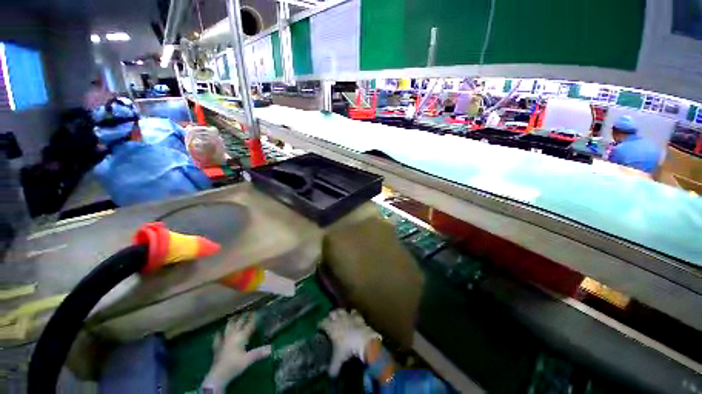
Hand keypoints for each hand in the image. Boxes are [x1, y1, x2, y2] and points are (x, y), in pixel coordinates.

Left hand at [201, 313, 270, 391]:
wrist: (217, 376)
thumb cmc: (234, 365)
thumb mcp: (248, 359)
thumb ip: (259, 353)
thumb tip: (271, 347)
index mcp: (241, 336)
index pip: (249, 325)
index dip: (254, 318)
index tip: (257, 311)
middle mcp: (232, 335)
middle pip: (239, 323)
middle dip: (244, 317)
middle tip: (248, 311)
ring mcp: (223, 340)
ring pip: (228, 327)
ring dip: (232, 321)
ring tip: (235, 316)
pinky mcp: (217, 347)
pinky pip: (218, 337)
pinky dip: (219, 333)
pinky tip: (219, 332)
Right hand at [319, 309, 381, 376]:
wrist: (362, 339)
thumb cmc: (347, 348)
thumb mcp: (338, 359)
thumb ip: (333, 367)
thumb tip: (330, 375)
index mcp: (331, 327)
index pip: (323, 323)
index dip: (320, 324)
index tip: (319, 327)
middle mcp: (338, 319)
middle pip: (332, 313)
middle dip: (331, 316)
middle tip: (330, 320)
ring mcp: (348, 316)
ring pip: (342, 310)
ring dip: (340, 312)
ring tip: (340, 315)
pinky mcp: (357, 316)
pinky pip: (354, 312)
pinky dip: (352, 313)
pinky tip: (353, 315)